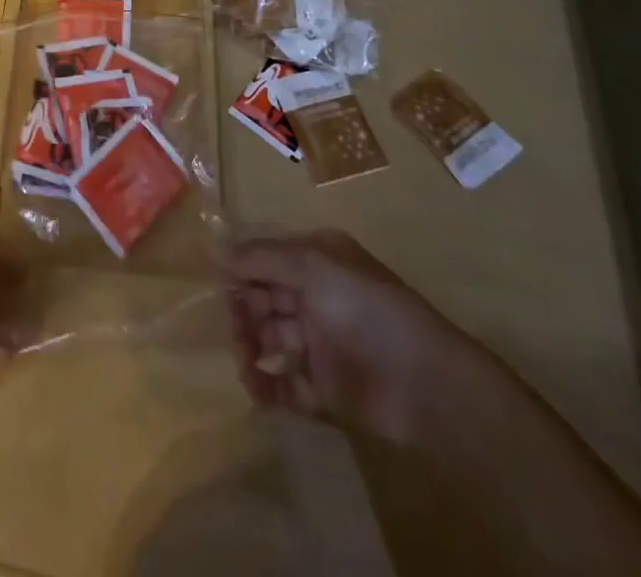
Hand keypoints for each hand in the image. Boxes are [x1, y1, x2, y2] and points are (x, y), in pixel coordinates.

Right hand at [223, 231, 472, 442]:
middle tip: (235, 327)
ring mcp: (321, 343)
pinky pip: (285, 384)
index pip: (266, 258)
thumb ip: (261, 257)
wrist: (425, 384)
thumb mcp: (311, 265)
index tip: (215, 283)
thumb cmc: (365, 307)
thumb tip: (215, 250)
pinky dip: (266, 386)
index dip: (241, 269)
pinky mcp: (325, 389)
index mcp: (316, 260)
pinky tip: (255, 387)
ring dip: (250, 346)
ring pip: (271, 338)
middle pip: (264, 297)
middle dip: (243, 309)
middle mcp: (316, 296)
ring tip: (245, 359)